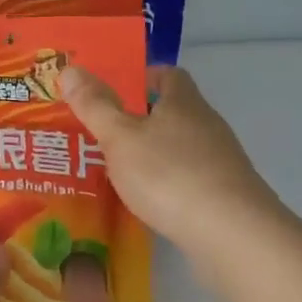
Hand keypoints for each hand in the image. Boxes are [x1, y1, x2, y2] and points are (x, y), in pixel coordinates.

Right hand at [60, 65, 279, 254]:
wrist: (231, 234)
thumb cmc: (169, 174)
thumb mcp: (120, 137)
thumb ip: (94, 105)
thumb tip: (69, 68)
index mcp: (184, 103)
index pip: (169, 74)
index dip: (143, 76)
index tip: (115, 89)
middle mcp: (207, 126)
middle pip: (174, 111)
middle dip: (141, 118)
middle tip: (103, 131)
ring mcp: (220, 162)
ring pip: (180, 147)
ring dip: (153, 153)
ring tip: (117, 168)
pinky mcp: (225, 195)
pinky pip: (188, 178)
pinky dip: (167, 182)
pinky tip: (146, 200)